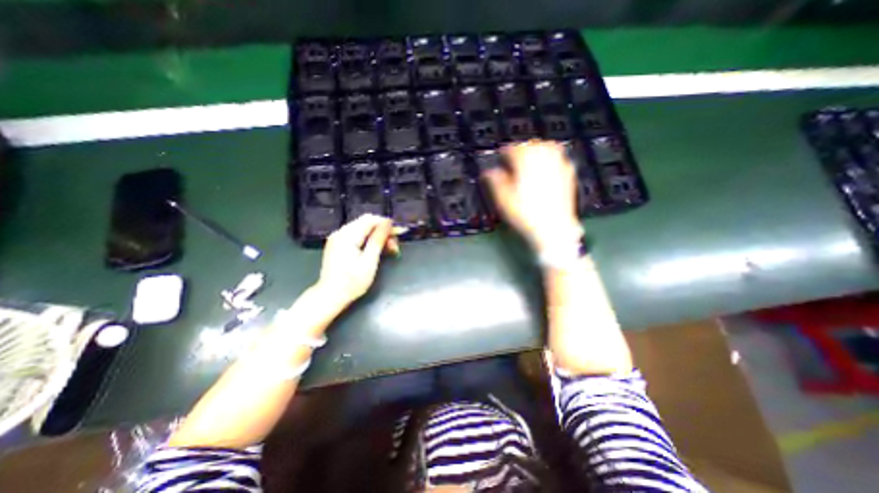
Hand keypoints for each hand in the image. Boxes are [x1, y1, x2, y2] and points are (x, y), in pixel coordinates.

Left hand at [312, 212, 399, 311]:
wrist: (330, 297)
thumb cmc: (352, 282)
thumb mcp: (369, 261)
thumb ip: (378, 239)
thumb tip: (388, 223)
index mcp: (347, 235)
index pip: (371, 219)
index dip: (387, 224)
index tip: (400, 234)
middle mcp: (341, 232)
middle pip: (367, 223)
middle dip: (383, 231)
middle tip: (394, 246)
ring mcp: (338, 238)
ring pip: (363, 229)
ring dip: (377, 236)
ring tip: (388, 250)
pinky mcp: (338, 245)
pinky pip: (356, 235)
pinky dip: (368, 240)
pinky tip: (376, 250)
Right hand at [480, 139, 580, 252]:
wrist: (553, 227)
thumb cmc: (525, 213)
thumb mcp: (503, 198)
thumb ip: (495, 180)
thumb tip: (488, 171)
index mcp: (526, 161)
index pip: (512, 148)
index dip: (504, 152)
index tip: (500, 157)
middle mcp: (544, 158)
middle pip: (531, 144)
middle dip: (521, 149)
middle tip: (513, 158)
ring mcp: (559, 164)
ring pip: (547, 147)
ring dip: (536, 150)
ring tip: (530, 159)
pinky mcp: (568, 174)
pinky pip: (559, 157)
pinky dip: (550, 158)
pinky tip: (546, 168)